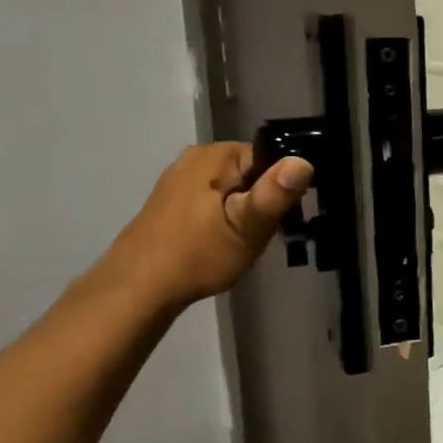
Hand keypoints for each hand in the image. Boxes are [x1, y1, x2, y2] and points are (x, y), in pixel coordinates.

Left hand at [104, 143, 313, 309]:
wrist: (138, 288)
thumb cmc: (198, 256)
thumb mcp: (247, 228)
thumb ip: (275, 194)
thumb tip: (304, 161)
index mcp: (217, 155)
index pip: (272, 158)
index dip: (283, 189)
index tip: (281, 220)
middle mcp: (197, 155)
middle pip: (252, 172)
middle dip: (262, 201)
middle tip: (259, 235)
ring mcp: (180, 176)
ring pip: (233, 187)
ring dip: (243, 211)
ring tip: (240, 241)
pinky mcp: (171, 197)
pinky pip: (213, 198)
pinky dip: (223, 216)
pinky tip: (218, 241)